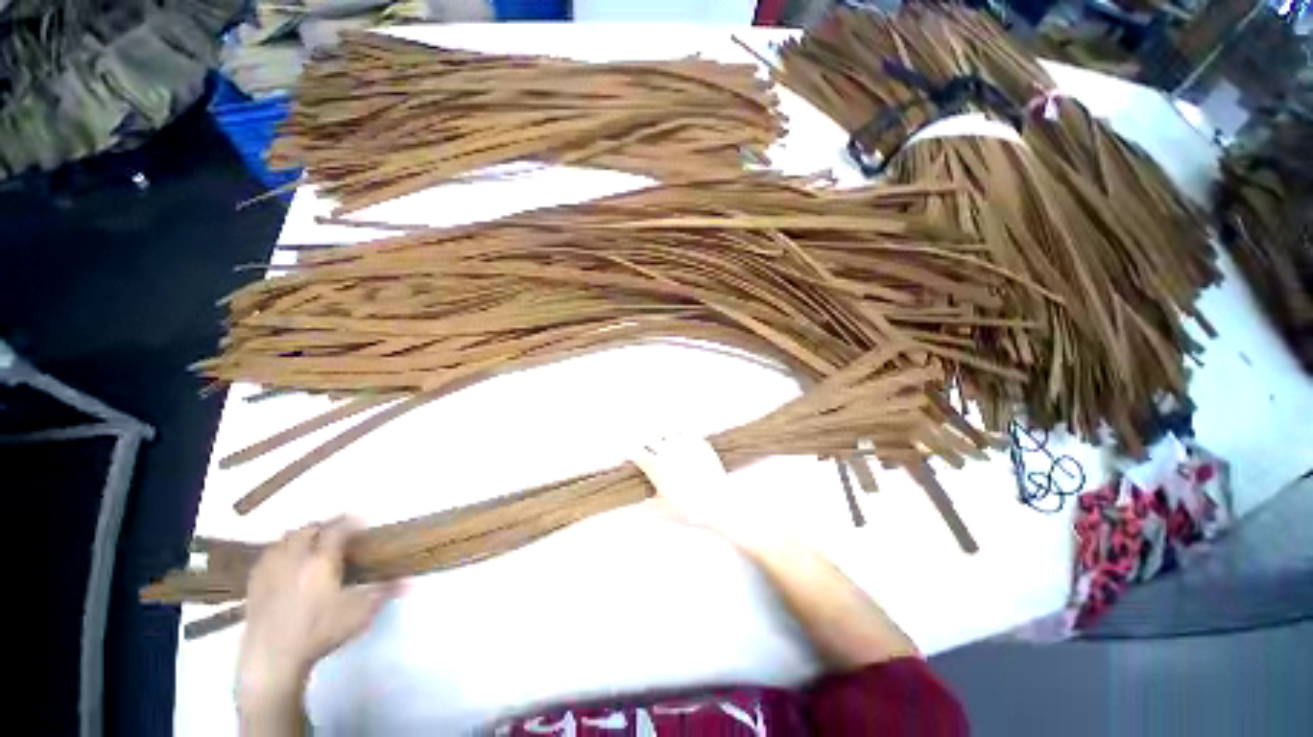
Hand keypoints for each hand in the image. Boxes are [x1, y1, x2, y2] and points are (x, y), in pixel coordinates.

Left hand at [237, 517, 397, 708]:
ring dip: (298, 536)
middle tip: (336, 531)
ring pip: (284, 540)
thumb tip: (409, 582)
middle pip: (307, 530)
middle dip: (323, 526)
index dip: (349, 522)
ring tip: (309, 542)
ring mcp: (271, 570)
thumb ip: (383, 592)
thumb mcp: (359, 613)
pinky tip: (282, 560)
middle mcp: (295, 558)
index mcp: (322, 560)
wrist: (273, 658)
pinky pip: (266, 556)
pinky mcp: (254, 585)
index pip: (336, 530)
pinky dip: (278, 551)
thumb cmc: (320, 631)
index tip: (360, 522)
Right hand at [632, 435, 788, 552]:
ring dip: (661, 436)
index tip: (631, 456)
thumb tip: (640, 500)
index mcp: (656, 467)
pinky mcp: (700, 443)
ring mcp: (684, 445)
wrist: (719, 506)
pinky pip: (686, 430)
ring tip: (661, 441)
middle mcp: (667, 451)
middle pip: (648, 437)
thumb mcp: (662, 511)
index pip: (634, 451)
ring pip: (666, 431)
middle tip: (645, 447)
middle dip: (644, 443)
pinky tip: (679, 438)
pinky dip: (679, 433)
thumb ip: (647, 503)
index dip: (630, 453)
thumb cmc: (690, 511)